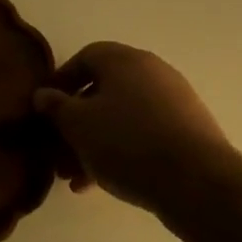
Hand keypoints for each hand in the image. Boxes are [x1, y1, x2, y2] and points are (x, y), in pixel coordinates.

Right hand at [34, 43, 241, 222]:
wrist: (198, 183)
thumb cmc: (127, 142)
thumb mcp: (77, 124)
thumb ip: (55, 107)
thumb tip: (43, 94)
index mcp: (124, 60)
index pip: (85, 57)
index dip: (61, 81)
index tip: (47, 109)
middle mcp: (152, 72)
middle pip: (103, 91)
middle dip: (76, 123)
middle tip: (58, 151)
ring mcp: (175, 102)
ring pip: (122, 118)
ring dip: (95, 144)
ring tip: (76, 178)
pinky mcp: (189, 133)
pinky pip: (144, 136)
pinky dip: (122, 153)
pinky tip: (105, 184)